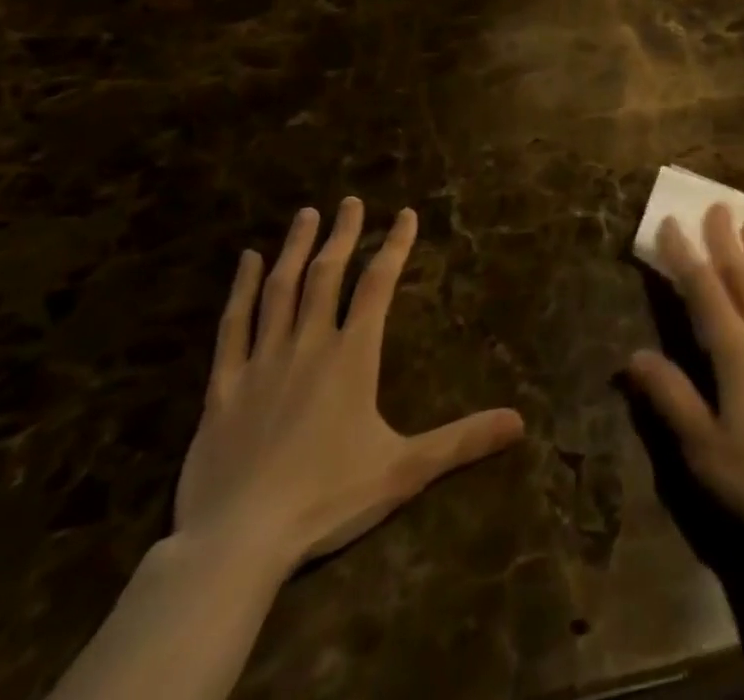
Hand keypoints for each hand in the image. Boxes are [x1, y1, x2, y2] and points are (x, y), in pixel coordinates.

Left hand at [175, 200, 524, 578]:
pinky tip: (247, 262)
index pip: (378, 286)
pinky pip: (233, 326)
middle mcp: (309, 345)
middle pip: (327, 275)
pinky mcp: (223, 387)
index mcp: (352, 357)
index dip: (394, 246)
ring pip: (281, 289)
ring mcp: (262, 362)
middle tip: (350, 201)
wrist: (237, 543)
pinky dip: (241, 289)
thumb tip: (520, 422)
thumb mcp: (404, 471)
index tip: (405, 214)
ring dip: (296, 248)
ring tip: (306, 215)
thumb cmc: (327, 500)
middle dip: (342, 234)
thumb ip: (462, 441)